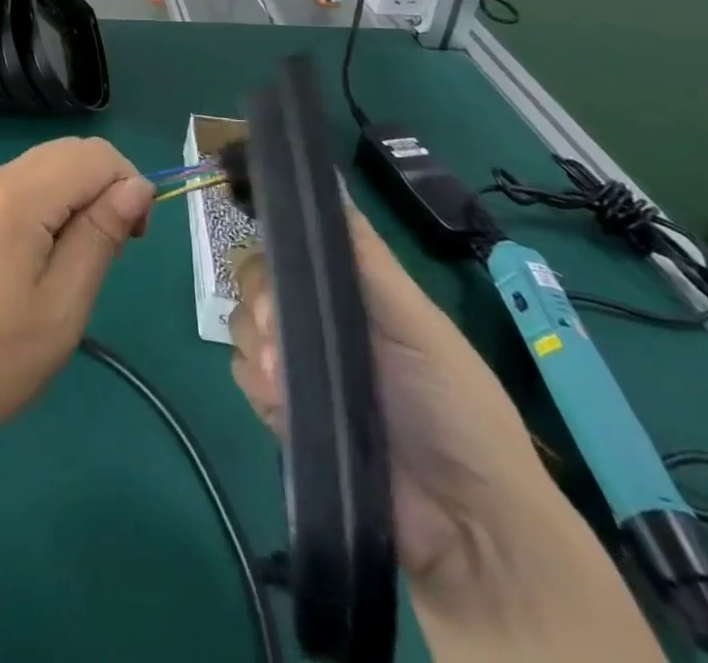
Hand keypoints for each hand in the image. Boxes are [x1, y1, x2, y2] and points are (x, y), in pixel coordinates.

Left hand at [0, 137, 154, 455]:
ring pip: (43, 167)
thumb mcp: (63, 305)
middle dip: (104, 186)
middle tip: (111, 249)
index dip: (128, 184)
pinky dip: (48, 204)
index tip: (135, 239)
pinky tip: (43, 257)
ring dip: (77, 195)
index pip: (93, 155)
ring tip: (79, 259)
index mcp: (15, 197)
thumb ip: (101, 236)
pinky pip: (18, 187)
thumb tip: (137, 186)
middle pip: (67, 153)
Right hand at [229, 208, 546, 578]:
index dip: (272, 246)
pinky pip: (242, 373)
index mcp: (350, 292)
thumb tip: (327, 181)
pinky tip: (280, 401)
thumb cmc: (453, 407)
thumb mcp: (418, 321)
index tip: (267, 262)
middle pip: (256, 279)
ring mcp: (298, 364)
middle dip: (258, 300)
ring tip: (284, 380)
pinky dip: (256, 382)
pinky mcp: (282, 409)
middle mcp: (317, 319)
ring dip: (257, 346)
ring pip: (242, 324)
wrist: (465, 527)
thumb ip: (366, 257)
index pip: (290, 246)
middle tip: (278, 334)